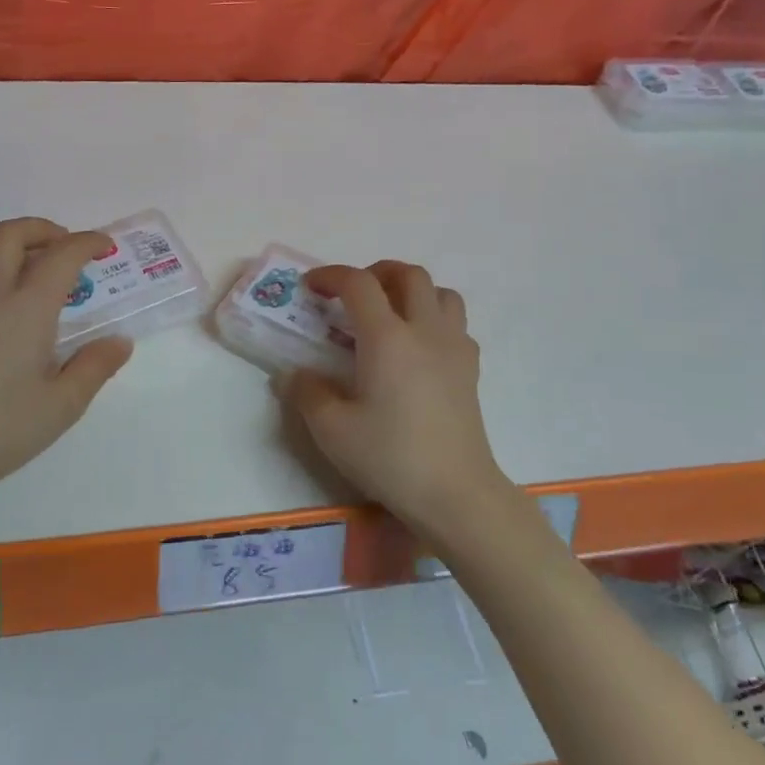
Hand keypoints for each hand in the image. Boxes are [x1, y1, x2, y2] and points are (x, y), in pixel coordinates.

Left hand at [0, 217, 132, 508]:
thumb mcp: (61, 406)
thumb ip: (94, 367)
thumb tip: (120, 342)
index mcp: (27, 308)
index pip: (62, 255)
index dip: (87, 242)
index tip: (102, 245)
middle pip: (11, 233)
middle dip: (42, 229)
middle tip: (62, 246)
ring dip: (5, 245)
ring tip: (21, 268)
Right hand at [281, 261, 511, 542]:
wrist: (455, 492)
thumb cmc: (390, 457)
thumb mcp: (332, 430)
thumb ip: (307, 393)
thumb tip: (294, 374)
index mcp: (387, 337)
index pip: (358, 283)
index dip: (331, 275)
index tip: (311, 287)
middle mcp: (424, 330)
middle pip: (408, 274)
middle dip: (376, 272)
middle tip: (352, 295)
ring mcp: (454, 347)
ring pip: (440, 292)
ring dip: (412, 290)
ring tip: (390, 313)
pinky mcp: (471, 368)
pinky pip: (455, 323)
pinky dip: (434, 318)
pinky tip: (418, 347)